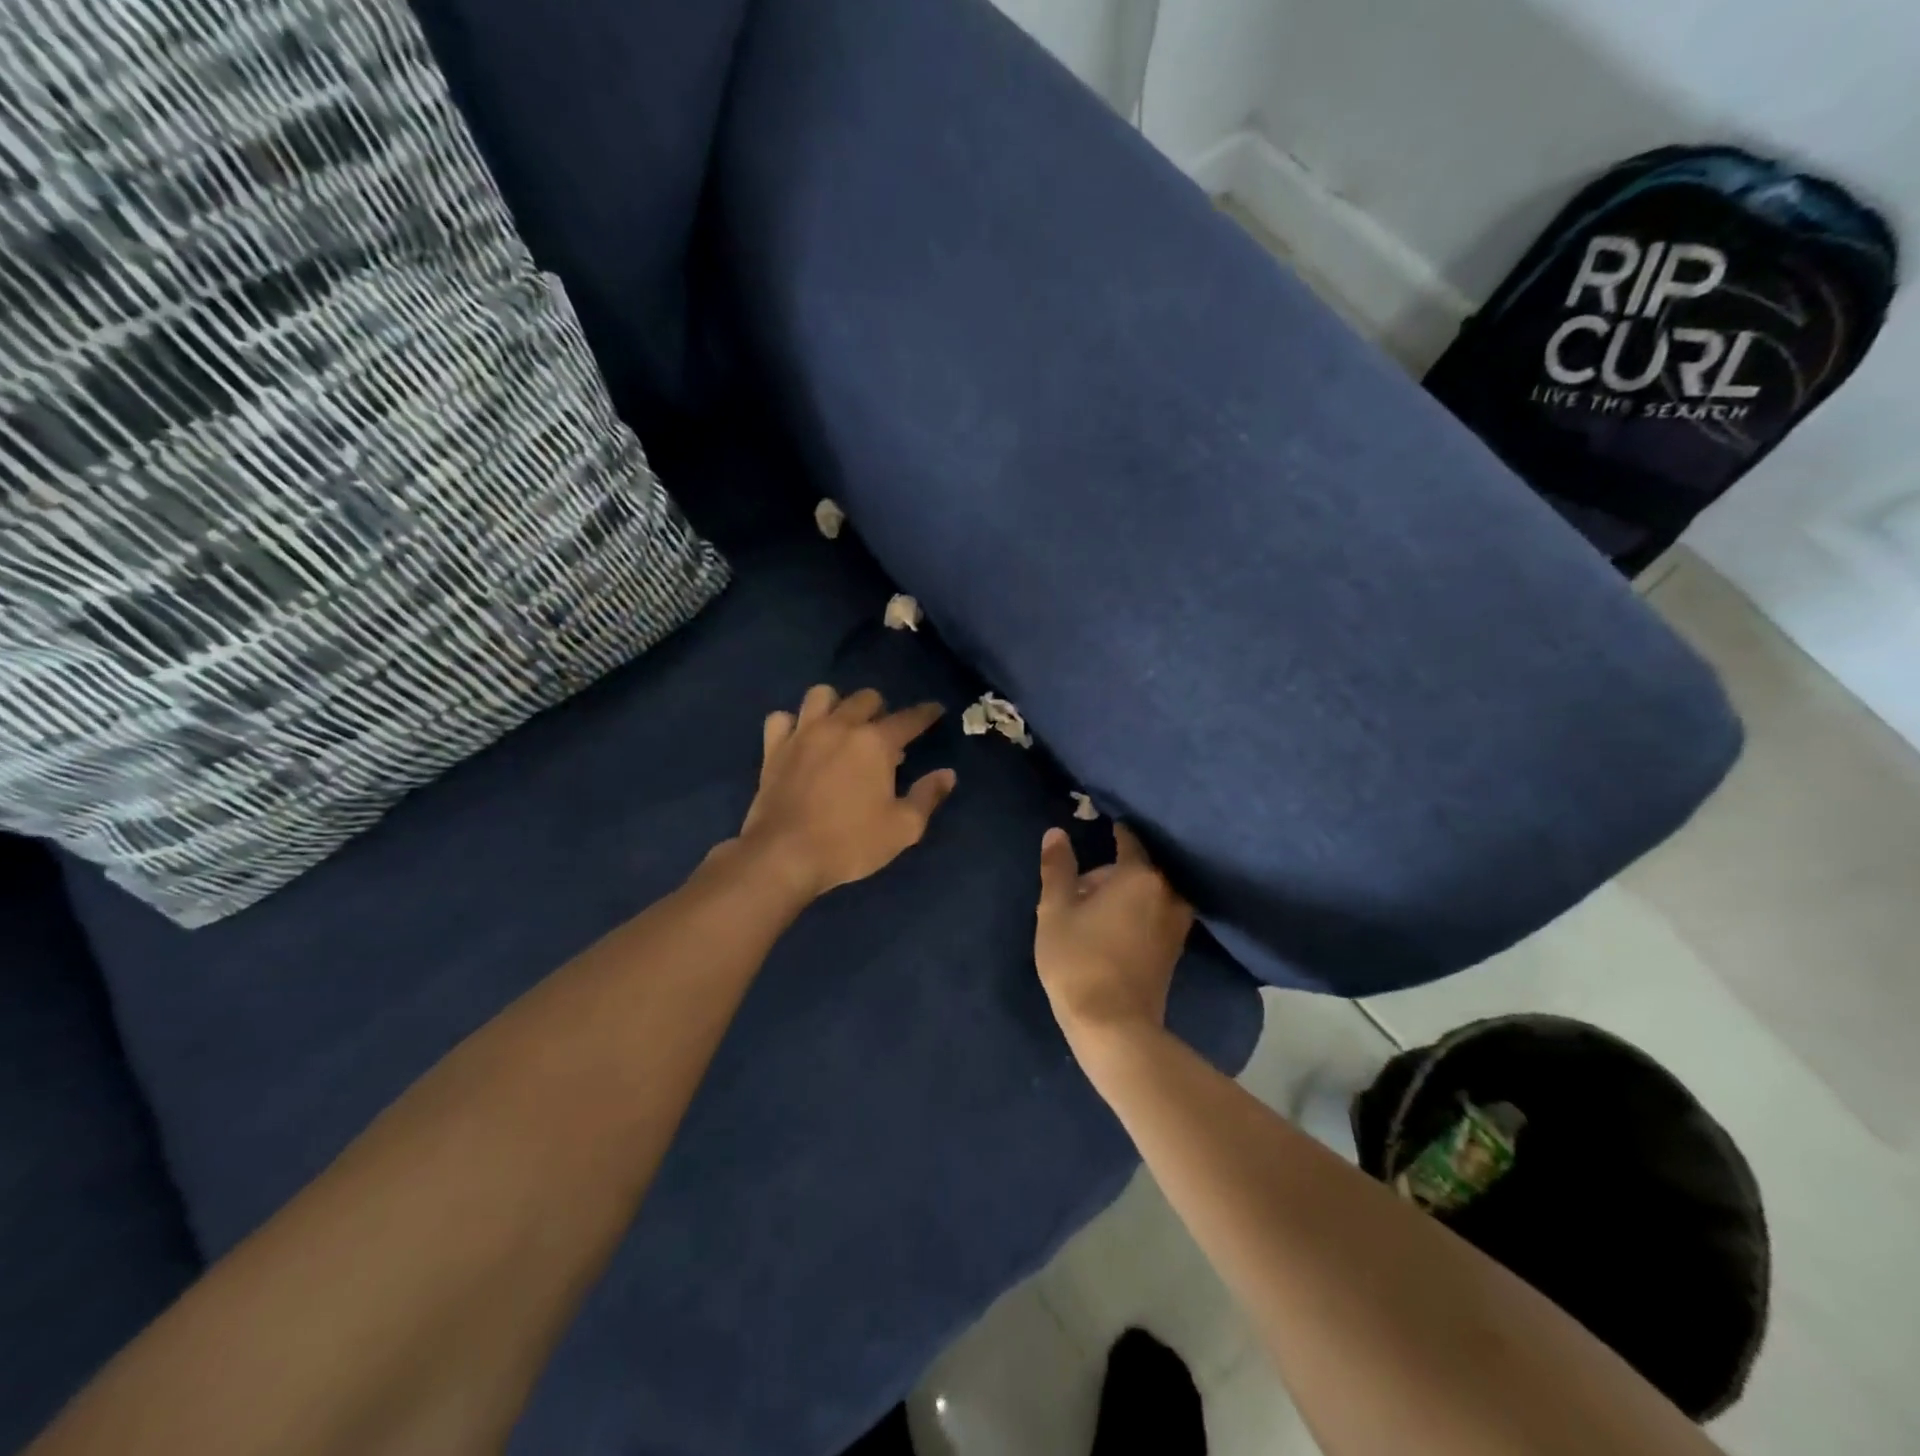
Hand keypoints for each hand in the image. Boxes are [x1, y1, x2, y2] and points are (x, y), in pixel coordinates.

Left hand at [733, 685, 957, 900]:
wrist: (784, 856)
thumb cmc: (850, 843)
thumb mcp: (903, 828)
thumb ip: (927, 796)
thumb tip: (947, 774)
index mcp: (876, 743)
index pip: (909, 719)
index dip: (926, 713)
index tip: (935, 710)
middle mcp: (840, 727)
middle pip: (865, 698)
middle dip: (881, 709)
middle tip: (884, 734)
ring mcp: (803, 734)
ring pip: (821, 695)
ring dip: (836, 705)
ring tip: (841, 726)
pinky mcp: (774, 748)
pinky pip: (782, 718)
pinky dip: (793, 723)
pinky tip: (801, 739)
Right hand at [1035, 823, 1194, 1052]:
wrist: (1114, 1026)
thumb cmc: (1079, 960)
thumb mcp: (1055, 910)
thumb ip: (1057, 868)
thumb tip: (1056, 833)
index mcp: (1140, 876)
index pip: (1129, 840)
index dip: (1112, 832)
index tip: (1098, 828)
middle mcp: (1168, 893)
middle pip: (1138, 869)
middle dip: (1110, 873)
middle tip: (1077, 890)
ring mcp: (1177, 923)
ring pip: (1148, 893)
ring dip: (1124, 895)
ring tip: (1093, 910)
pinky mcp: (1175, 949)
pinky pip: (1155, 914)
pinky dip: (1137, 913)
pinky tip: (1112, 928)